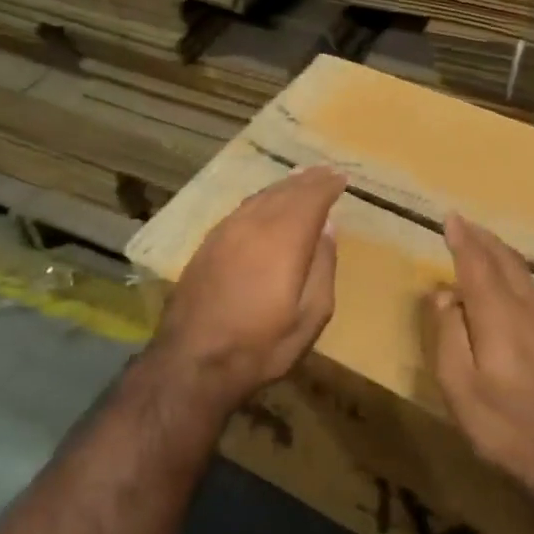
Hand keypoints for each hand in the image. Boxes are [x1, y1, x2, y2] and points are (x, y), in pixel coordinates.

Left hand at [152, 166, 346, 410]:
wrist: (193, 362)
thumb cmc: (262, 345)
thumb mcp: (311, 316)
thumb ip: (323, 266)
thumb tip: (328, 227)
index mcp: (284, 239)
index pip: (310, 199)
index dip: (327, 186)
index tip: (341, 177)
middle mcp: (253, 225)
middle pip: (284, 192)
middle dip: (307, 180)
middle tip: (324, 171)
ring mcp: (225, 233)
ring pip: (259, 197)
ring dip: (282, 186)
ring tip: (298, 179)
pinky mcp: (207, 245)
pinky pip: (241, 209)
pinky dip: (260, 200)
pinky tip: (264, 203)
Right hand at [430, 213, 533, 501]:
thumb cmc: (507, 426)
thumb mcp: (459, 386)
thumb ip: (449, 333)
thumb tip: (445, 294)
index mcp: (500, 314)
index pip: (476, 263)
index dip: (462, 239)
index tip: (450, 218)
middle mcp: (530, 308)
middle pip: (506, 261)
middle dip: (483, 239)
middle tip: (465, 224)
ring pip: (524, 274)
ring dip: (501, 254)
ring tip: (484, 246)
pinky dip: (515, 274)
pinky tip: (511, 285)